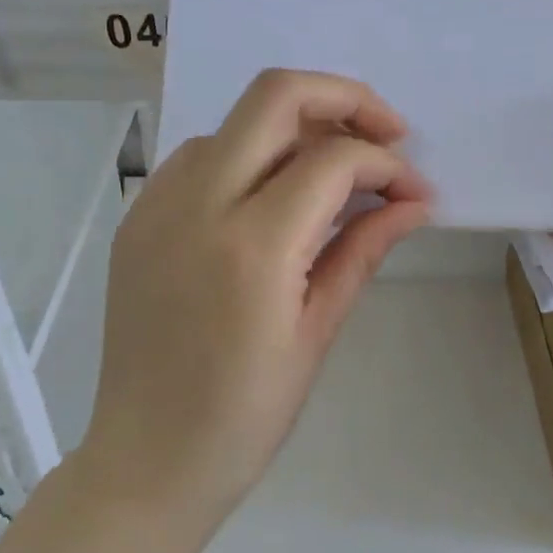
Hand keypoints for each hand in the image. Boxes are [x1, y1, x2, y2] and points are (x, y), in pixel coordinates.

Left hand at [82, 70, 431, 518]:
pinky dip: (247, 156)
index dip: (387, 165)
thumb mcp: (317, 333)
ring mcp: (157, 205)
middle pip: (276, 94)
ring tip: (333, 175)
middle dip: (345, 99)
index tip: (415, 193)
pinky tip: (271, 198)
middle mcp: (197, 204)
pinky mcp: (138, 217)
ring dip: (294, 129)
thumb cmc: (245, 416)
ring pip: (236, 122)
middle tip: (386, 136)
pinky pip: (199, 156)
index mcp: (252, 245)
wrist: (147, 458)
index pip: (334, 159)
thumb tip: (414, 203)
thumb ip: (363, 250)